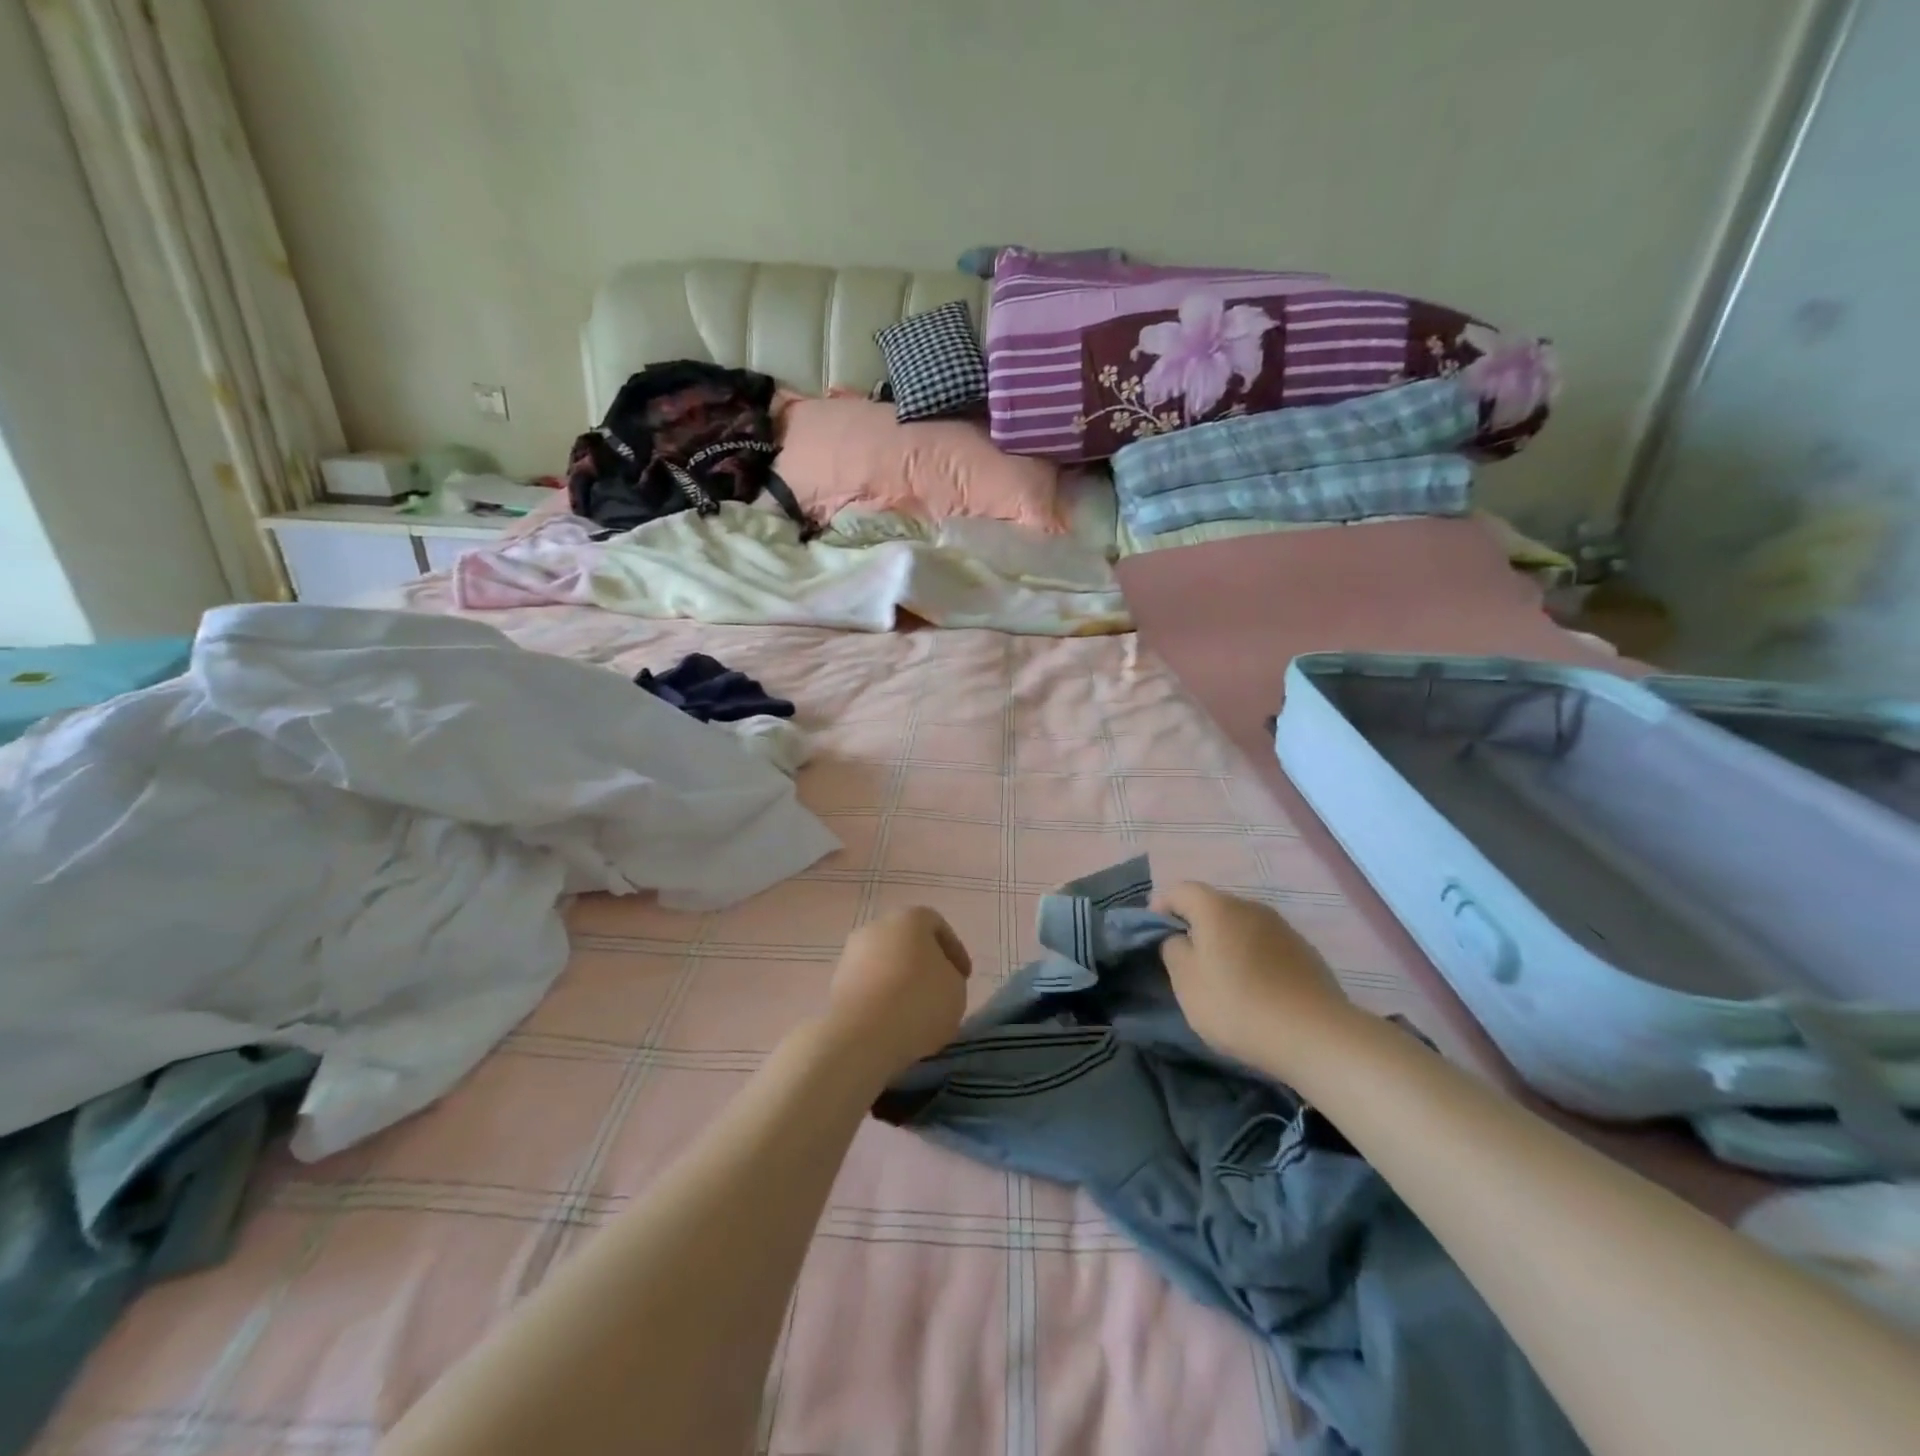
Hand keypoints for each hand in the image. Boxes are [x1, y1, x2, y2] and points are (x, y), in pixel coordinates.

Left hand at [825, 907, 970, 1079]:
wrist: (863, 1035)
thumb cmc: (920, 1002)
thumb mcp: (956, 989)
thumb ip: (951, 976)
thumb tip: (936, 978)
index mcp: (910, 918)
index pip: (937, 926)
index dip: (954, 951)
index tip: (963, 978)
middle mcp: (877, 926)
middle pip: (907, 942)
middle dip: (924, 964)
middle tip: (939, 991)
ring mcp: (852, 953)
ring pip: (885, 962)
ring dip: (899, 981)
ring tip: (914, 1012)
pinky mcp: (836, 981)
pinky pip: (868, 984)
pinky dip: (881, 997)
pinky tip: (892, 1020)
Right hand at [1152, 882, 1360, 1079]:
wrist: (1316, 1036)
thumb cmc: (1238, 1005)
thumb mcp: (1187, 982)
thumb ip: (1173, 950)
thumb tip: (1179, 937)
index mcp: (1217, 908)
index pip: (1180, 890)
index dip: (1161, 906)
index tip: (1153, 934)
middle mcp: (1250, 907)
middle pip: (1213, 905)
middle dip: (1195, 925)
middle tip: (1185, 958)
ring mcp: (1282, 927)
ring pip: (1241, 925)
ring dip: (1226, 941)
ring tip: (1221, 975)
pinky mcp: (1304, 951)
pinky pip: (1265, 944)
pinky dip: (1252, 956)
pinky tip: (1254, 987)